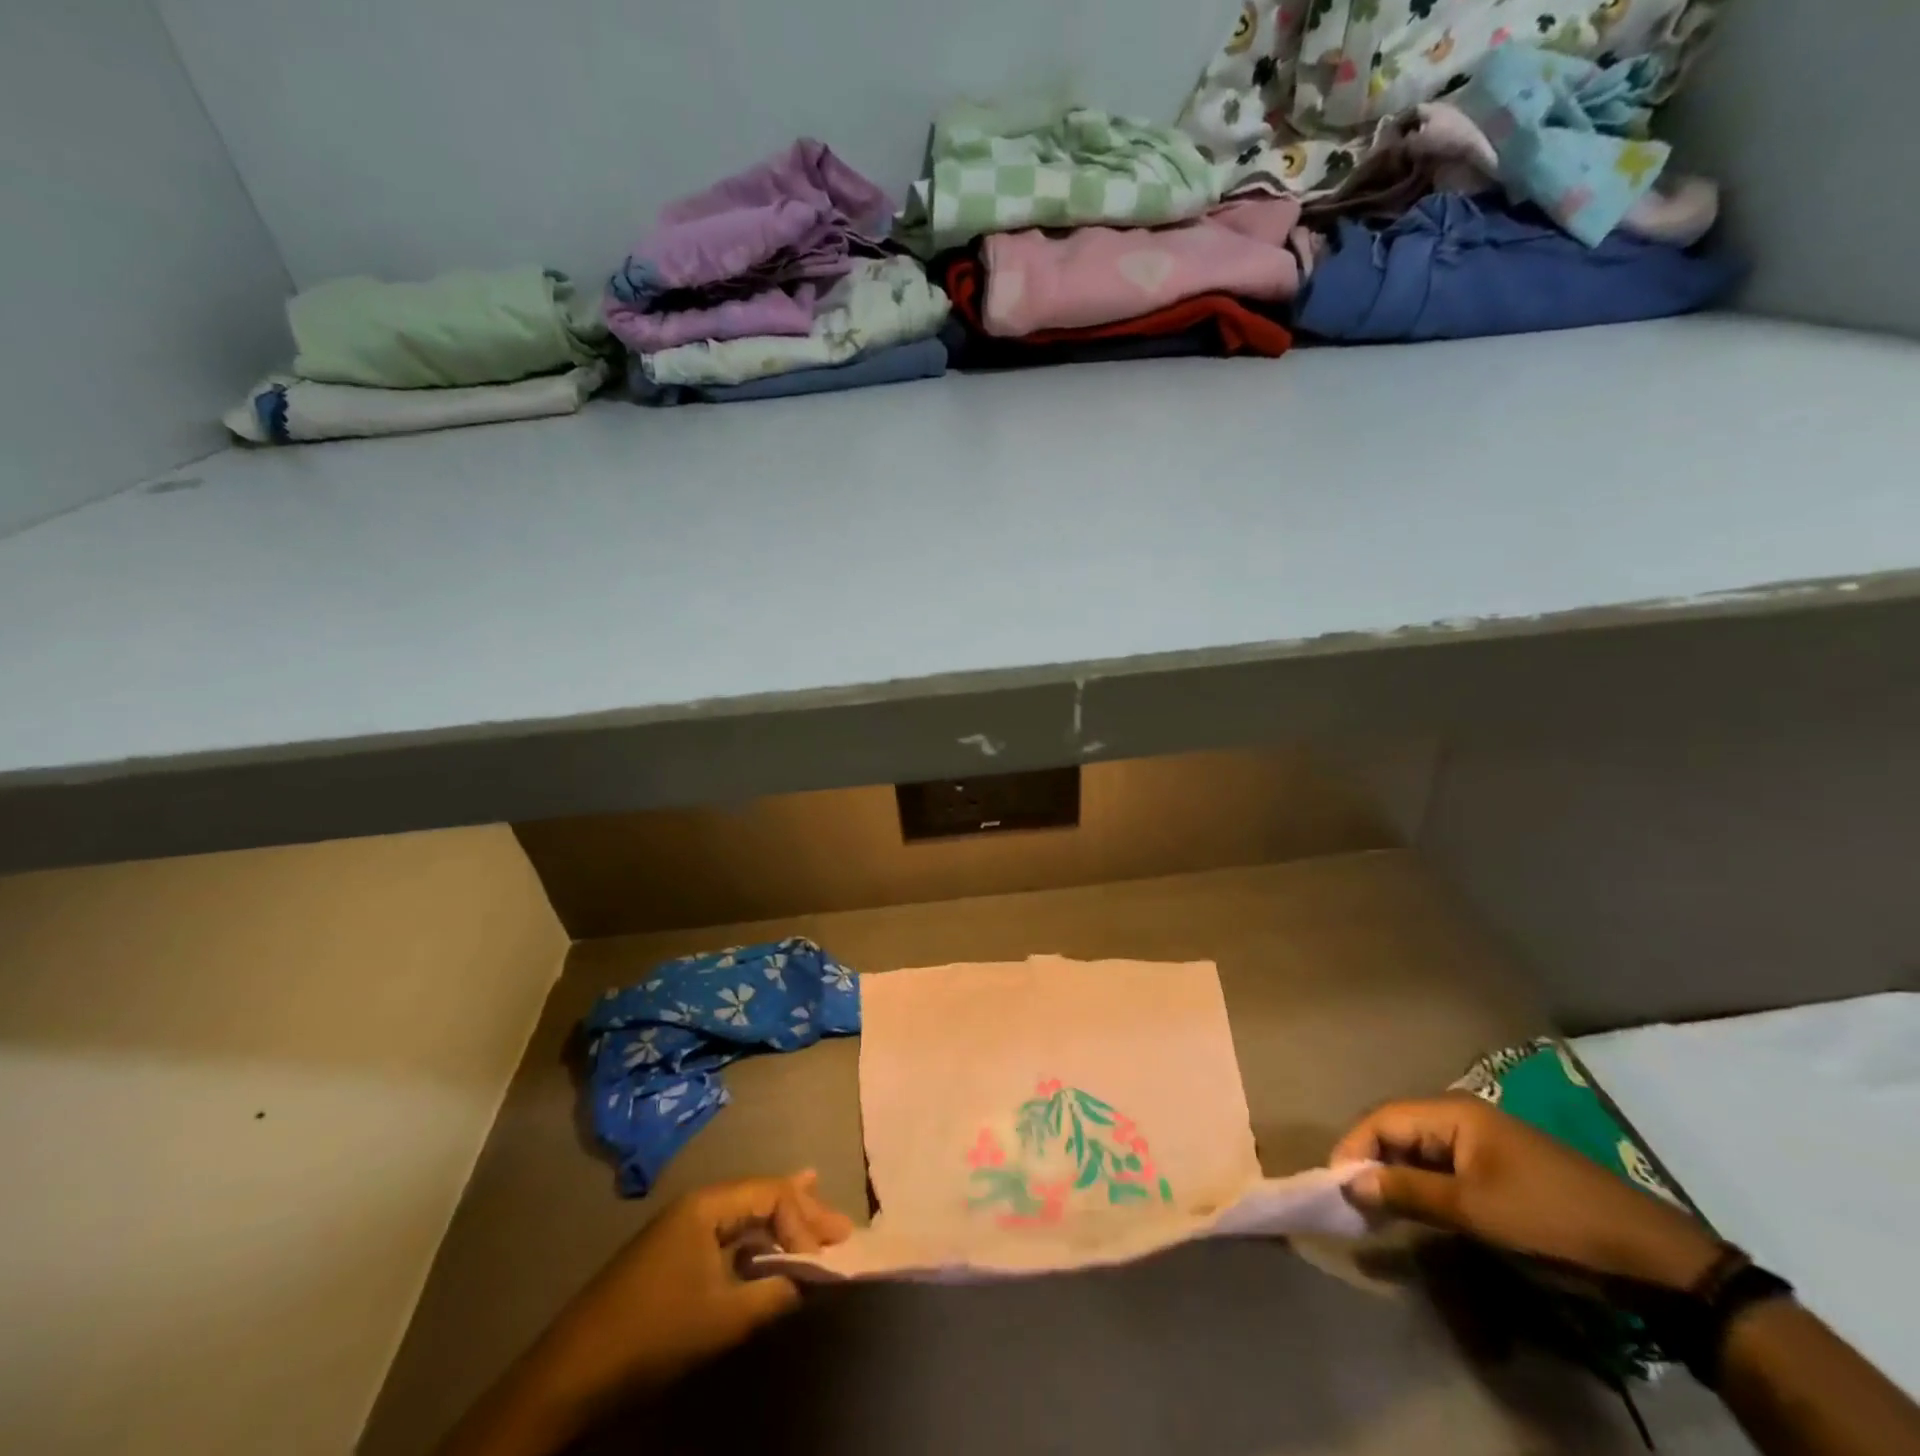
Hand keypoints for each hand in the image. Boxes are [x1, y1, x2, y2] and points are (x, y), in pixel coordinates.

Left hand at [438, 1171, 852, 1455]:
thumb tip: (812, 1279)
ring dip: (783, 1225)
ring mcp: (684, 1228)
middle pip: (762, 1195)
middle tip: (842, 1229)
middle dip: (803, 1213)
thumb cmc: (654, 1334)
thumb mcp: (722, 1318)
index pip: (772, 1194)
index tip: (825, 1259)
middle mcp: (699, 1204)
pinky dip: (758, 1238)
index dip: (804, 1223)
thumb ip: (774, 1294)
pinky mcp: (675, 1254)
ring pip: (747, 1214)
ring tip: (821, 1222)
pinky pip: (729, 1234)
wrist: (571, 1372)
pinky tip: (773, 1239)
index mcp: (708, 1204)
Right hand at [1332, 1095, 1720, 1289]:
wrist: (1650, 1256)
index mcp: (1453, 1112)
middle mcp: (1462, 1116)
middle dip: (1371, 1163)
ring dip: (1395, 1177)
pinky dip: (1422, 1186)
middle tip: (1353, 1203)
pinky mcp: (1498, 1169)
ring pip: (1419, 1151)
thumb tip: (1350, 1183)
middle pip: (1397, 1131)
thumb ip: (1408, 1192)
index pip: (1382, 1119)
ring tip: (1377, 1210)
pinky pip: (1443, 1168)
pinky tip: (1416, 1210)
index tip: (1335, 1187)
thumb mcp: (1474, 1211)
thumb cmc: (1551, 1220)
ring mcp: (1482, 1142)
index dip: (1353, 1149)